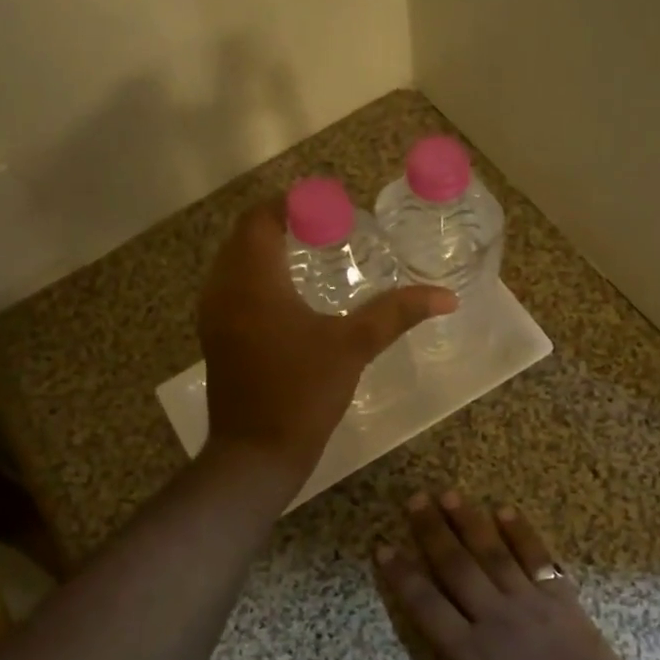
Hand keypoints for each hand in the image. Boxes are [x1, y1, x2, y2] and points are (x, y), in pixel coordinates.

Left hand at [198, 198, 455, 478]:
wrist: (256, 455)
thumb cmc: (302, 394)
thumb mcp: (353, 347)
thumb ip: (396, 313)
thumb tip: (446, 296)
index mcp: (252, 281)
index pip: (261, 219)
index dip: (293, 204)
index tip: (330, 206)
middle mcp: (223, 289)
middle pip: (245, 236)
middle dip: (282, 223)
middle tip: (327, 227)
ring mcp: (214, 315)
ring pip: (235, 262)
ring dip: (266, 250)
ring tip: (312, 252)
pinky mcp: (216, 337)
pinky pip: (232, 287)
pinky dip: (257, 276)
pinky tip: (290, 294)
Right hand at [372, 490, 644, 659]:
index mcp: (466, 652)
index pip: (424, 603)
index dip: (401, 574)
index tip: (383, 546)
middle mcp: (492, 617)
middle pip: (455, 565)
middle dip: (432, 530)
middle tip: (415, 499)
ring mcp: (529, 604)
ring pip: (492, 554)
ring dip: (470, 522)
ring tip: (450, 494)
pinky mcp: (562, 601)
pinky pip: (538, 559)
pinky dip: (522, 534)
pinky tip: (506, 511)